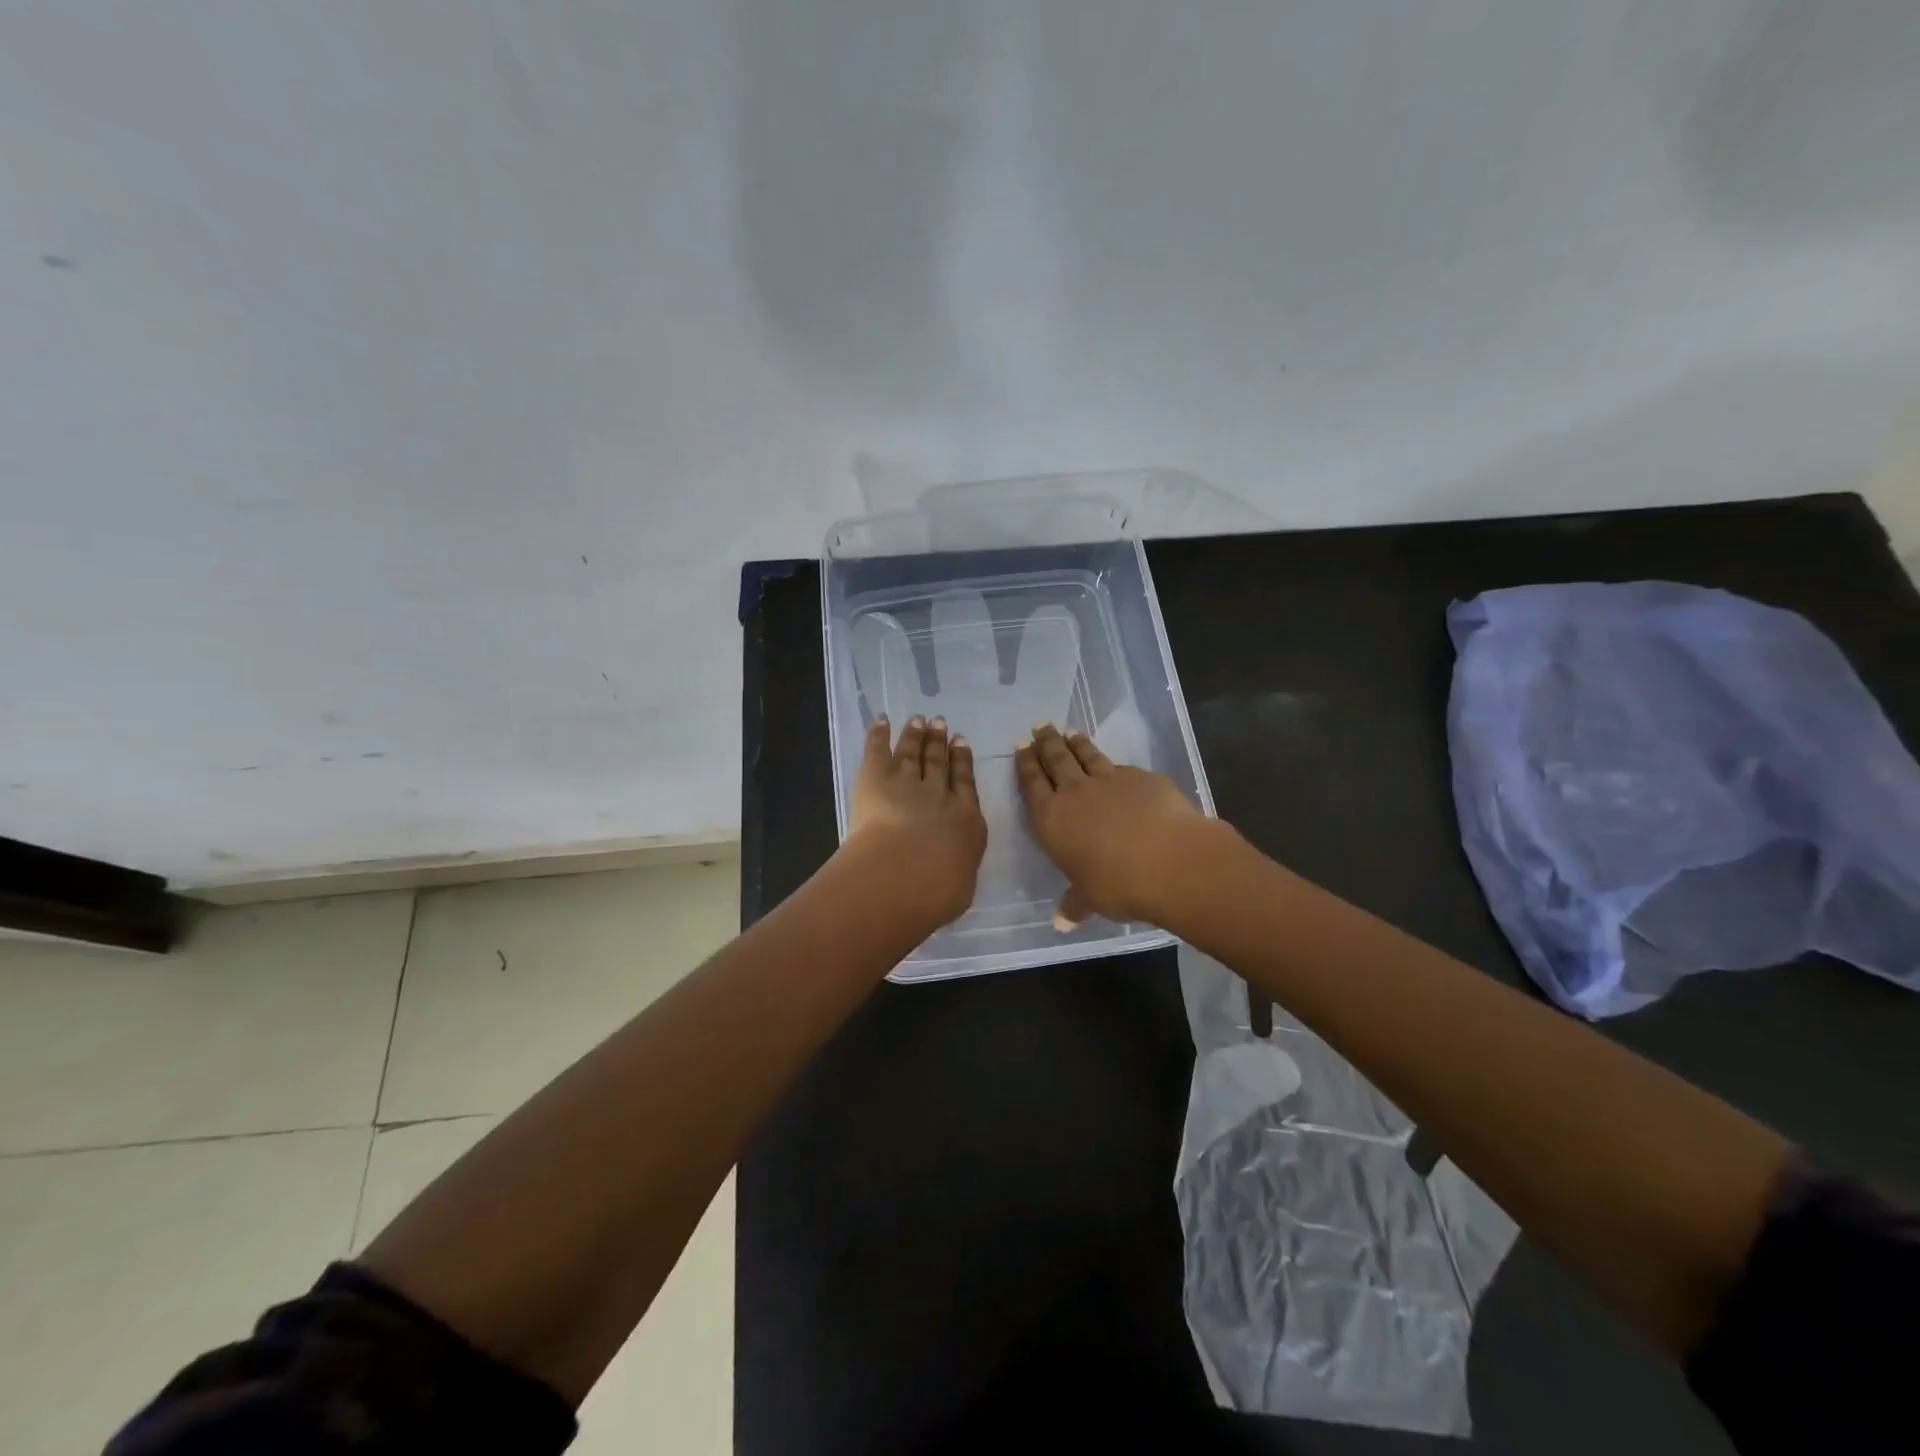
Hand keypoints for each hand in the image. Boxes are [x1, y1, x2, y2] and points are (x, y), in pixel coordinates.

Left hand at [844, 713, 987, 929]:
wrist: (906, 873)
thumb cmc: (938, 891)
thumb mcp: (959, 886)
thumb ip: (956, 869)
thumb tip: (952, 868)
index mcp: (965, 820)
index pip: (965, 784)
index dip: (963, 761)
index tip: (961, 742)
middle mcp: (939, 795)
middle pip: (939, 763)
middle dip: (940, 743)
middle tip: (940, 723)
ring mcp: (907, 783)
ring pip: (913, 753)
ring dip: (916, 735)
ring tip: (919, 720)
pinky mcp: (876, 778)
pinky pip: (879, 750)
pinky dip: (879, 734)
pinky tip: (882, 720)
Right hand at [1014, 721, 1221, 925]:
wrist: (1171, 860)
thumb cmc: (1118, 884)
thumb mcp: (1090, 899)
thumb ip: (1074, 904)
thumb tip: (1061, 923)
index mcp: (1052, 819)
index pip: (1033, 784)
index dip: (1025, 764)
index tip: (1021, 746)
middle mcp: (1076, 793)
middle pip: (1056, 760)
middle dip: (1046, 743)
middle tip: (1039, 726)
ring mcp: (1110, 781)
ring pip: (1087, 756)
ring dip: (1076, 743)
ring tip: (1069, 731)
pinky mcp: (1142, 778)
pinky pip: (1120, 768)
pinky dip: (1112, 764)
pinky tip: (1114, 765)